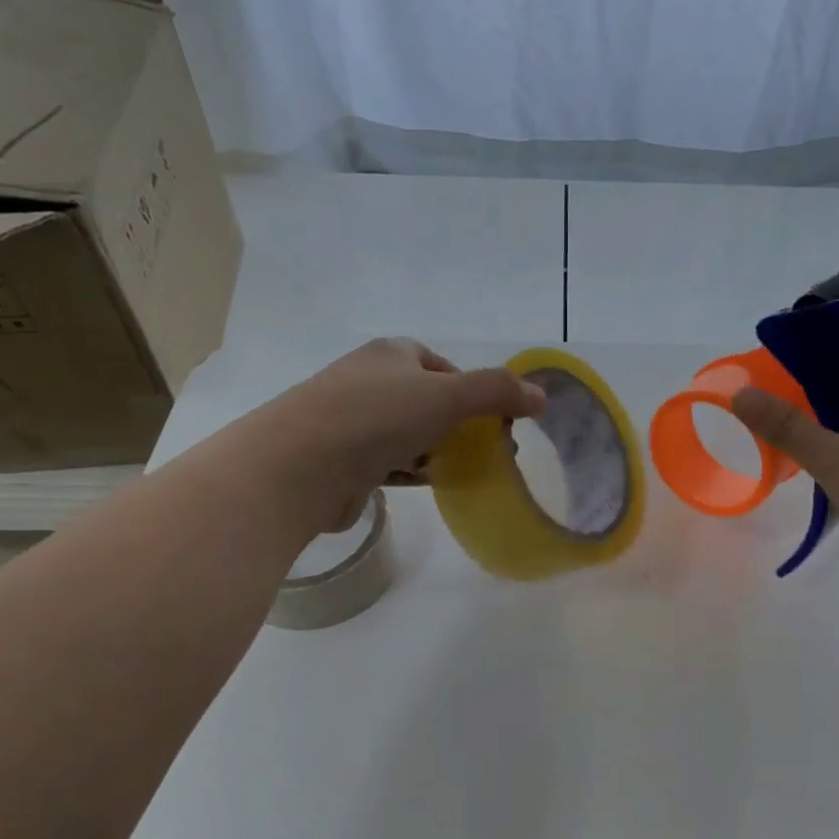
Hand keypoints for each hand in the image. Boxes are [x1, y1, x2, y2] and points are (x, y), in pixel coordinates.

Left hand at [257, 338, 546, 532]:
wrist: (298, 467)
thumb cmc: (375, 418)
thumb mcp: (446, 396)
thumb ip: (496, 392)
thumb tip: (541, 396)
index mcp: (390, 354)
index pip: (440, 364)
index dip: (470, 387)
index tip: (493, 416)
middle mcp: (368, 381)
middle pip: (426, 400)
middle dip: (458, 424)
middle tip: (488, 449)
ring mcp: (351, 421)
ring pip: (408, 433)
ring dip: (436, 449)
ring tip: (465, 470)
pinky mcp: (343, 460)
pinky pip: (388, 461)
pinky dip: (411, 470)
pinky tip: (428, 483)